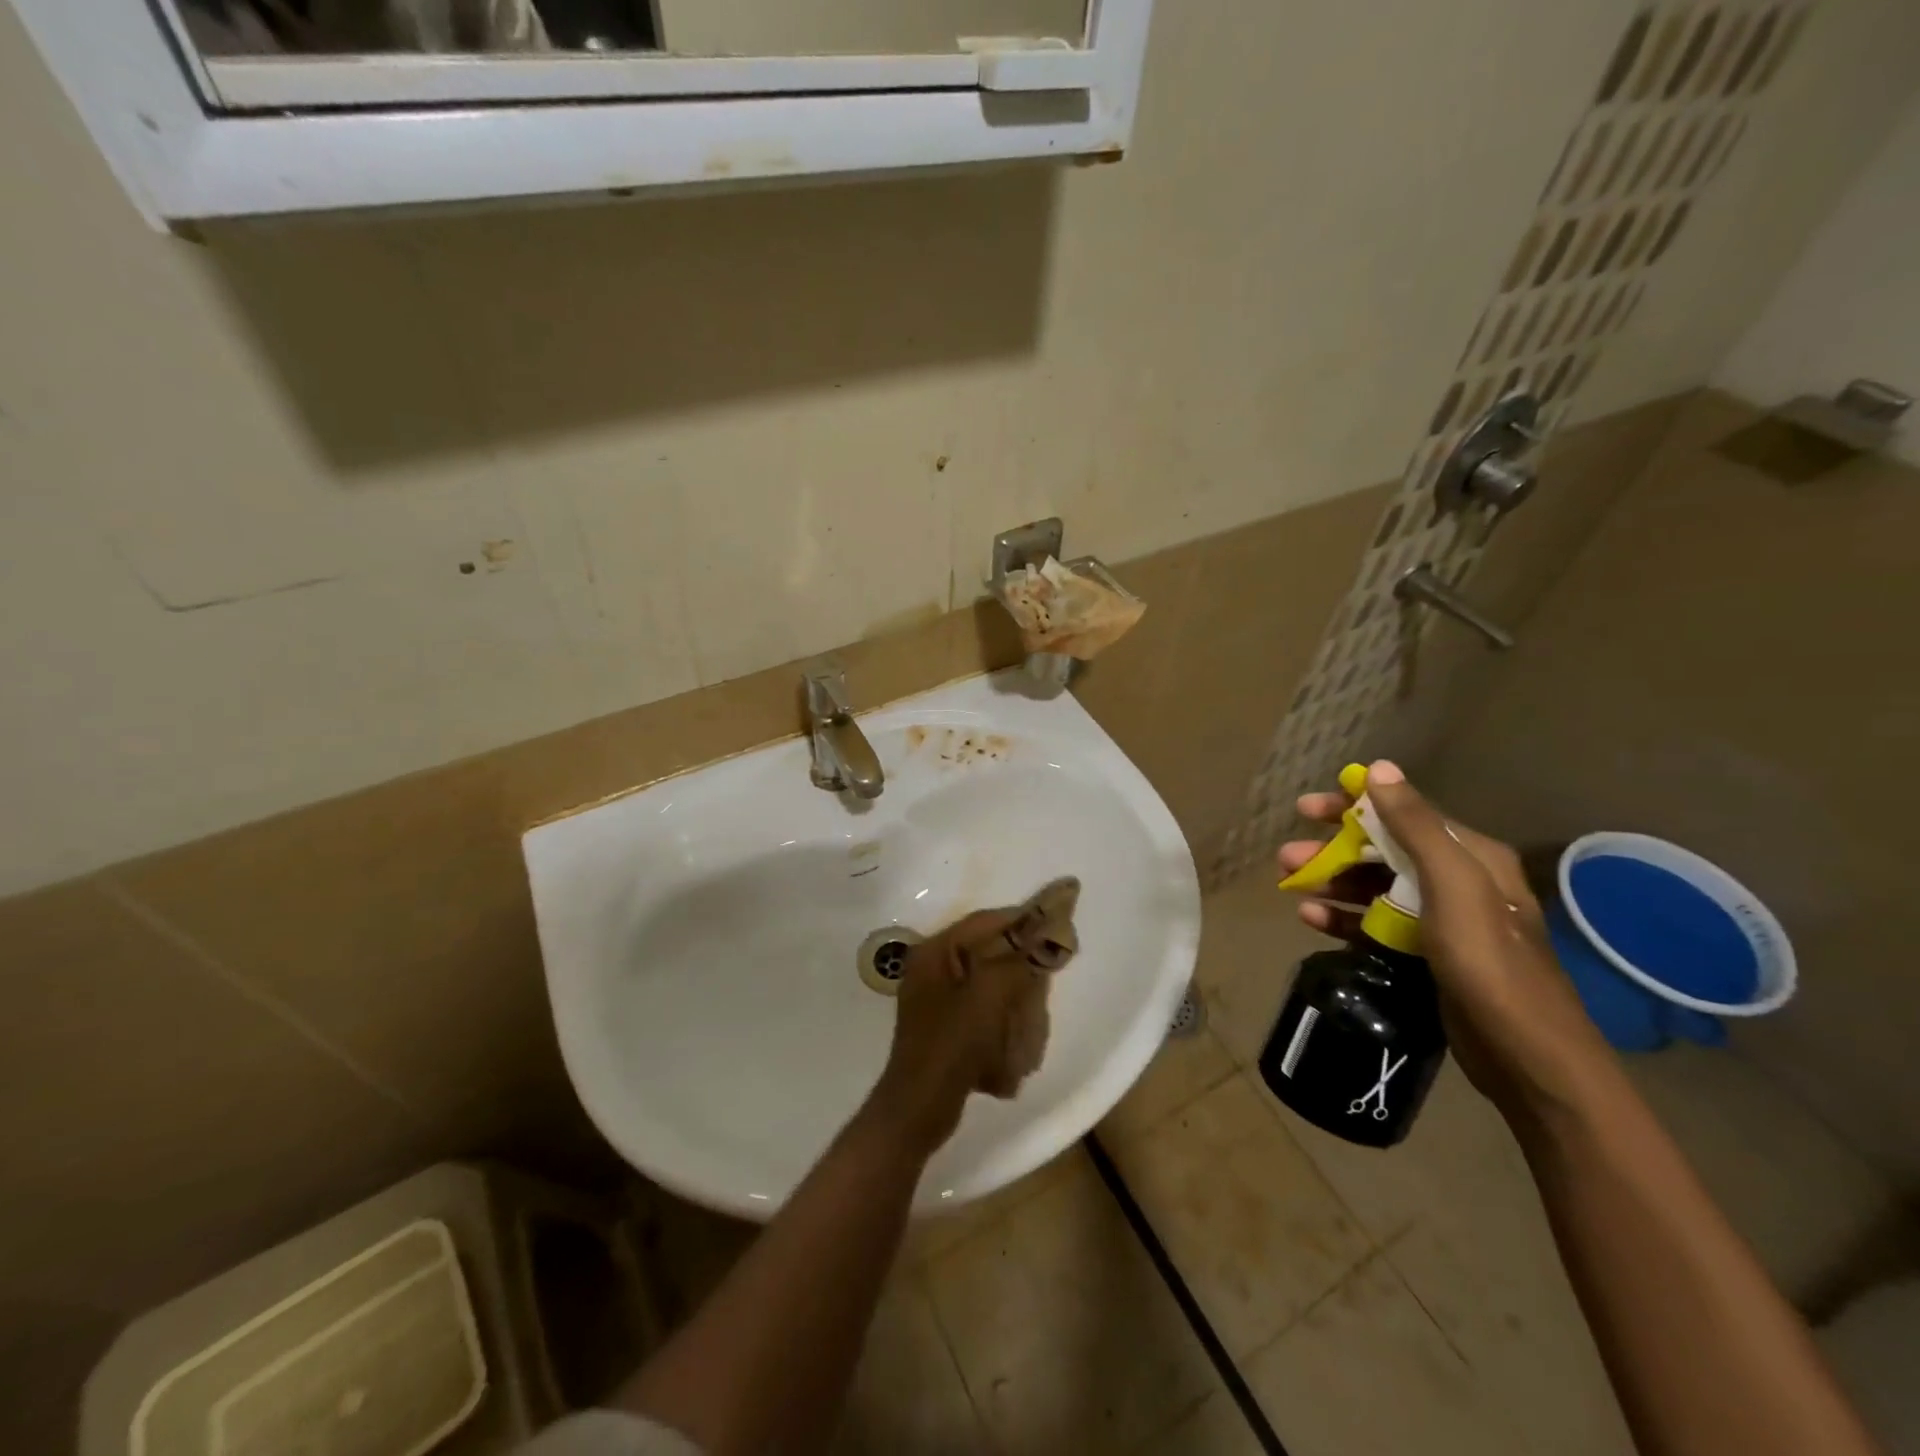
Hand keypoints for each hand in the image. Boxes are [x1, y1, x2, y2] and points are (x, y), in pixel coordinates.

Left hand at [868, 909, 1041, 1152]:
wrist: (918, 1110)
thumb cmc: (951, 1044)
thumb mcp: (989, 996)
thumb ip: (1018, 960)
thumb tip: (1048, 931)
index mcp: (935, 953)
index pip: (984, 922)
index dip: (1021, 919)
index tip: (1056, 921)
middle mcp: (932, 969)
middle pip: (987, 952)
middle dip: (1019, 964)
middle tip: (1048, 972)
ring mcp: (937, 1001)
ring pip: (989, 984)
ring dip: (1014, 997)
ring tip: (1032, 1013)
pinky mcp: (946, 1029)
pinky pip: (983, 1012)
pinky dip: (1002, 1021)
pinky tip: (1014, 1043)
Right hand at [1279, 760, 1610, 1114]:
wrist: (1527, 1056)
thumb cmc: (1489, 962)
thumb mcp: (1453, 885)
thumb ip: (1416, 826)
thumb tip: (1379, 768)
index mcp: (1470, 856)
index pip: (1402, 813)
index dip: (1352, 805)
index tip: (1305, 809)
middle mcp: (1457, 880)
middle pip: (1382, 850)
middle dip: (1333, 850)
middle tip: (1286, 857)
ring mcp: (1441, 920)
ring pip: (1374, 888)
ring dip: (1332, 883)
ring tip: (1291, 888)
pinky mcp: (1427, 955)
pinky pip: (1376, 925)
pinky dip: (1344, 919)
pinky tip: (1312, 920)